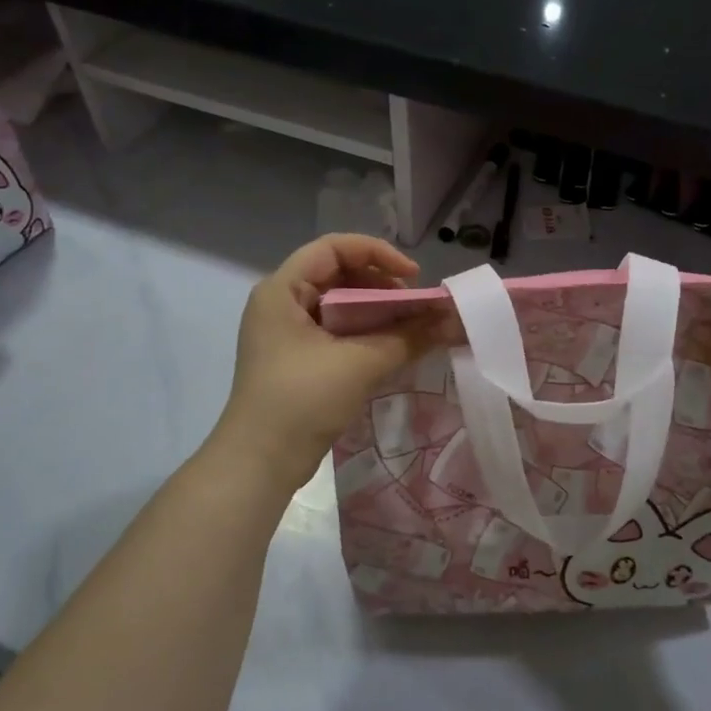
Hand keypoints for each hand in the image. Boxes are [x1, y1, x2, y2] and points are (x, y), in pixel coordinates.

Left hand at [214, 235, 448, 490]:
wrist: (259, 463)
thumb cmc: (302, 400)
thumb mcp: (360, 364)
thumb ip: (408, 337)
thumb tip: (451, 321)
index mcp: (282, 290)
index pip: (333, 248)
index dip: (376, 253)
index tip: (413, 276)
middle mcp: (280, 303)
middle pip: (337, 273)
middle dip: (381, 284)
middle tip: (415, 305)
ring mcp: (286, 333)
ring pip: (339, 304)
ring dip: (376, 311)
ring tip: (410, 327)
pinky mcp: (296, 359)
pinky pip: (335, 331)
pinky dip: (365, 333)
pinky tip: (392, 347)